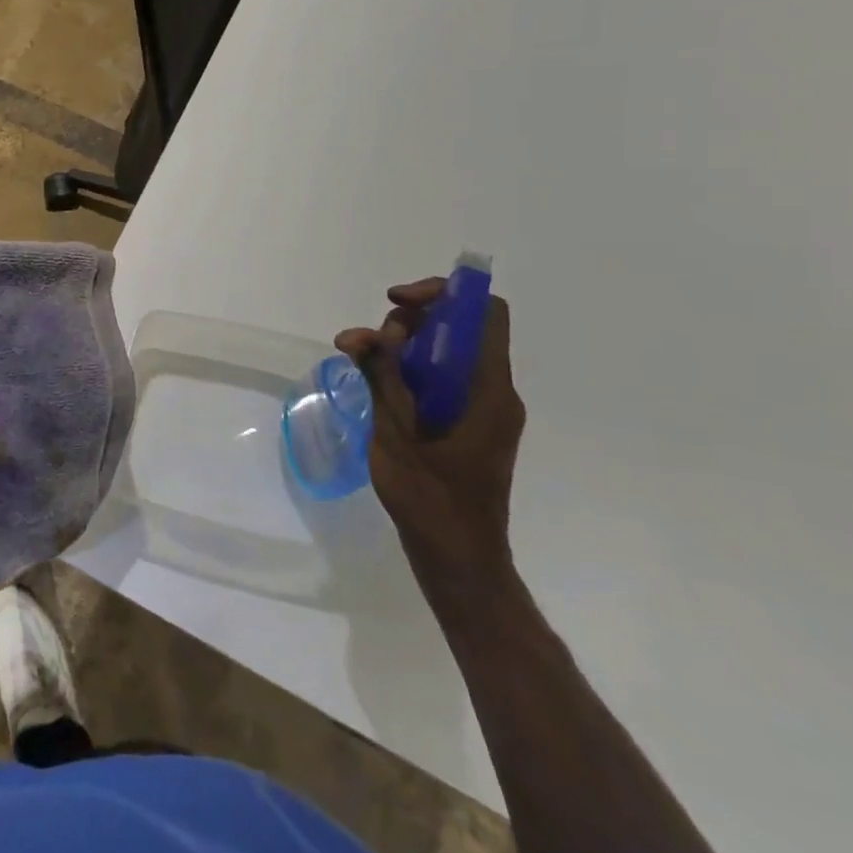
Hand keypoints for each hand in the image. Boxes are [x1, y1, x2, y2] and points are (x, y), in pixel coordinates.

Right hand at [336, 280, 524, 588]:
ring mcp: (482, 408)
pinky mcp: (467, 423)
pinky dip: (407, 370)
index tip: (398, 303)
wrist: (459, 559)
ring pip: (445, 351)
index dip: (442, 293)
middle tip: (370, 343)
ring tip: (359, 358)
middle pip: (458, 327)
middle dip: (409, 322)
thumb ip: (380, 378)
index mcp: (488, 390)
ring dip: (401, 346)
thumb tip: (360, 336)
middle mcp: (493, 391)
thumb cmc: (431, 500)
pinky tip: (373, 380)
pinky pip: (440, 378)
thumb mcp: (395, 434)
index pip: (483, 312)